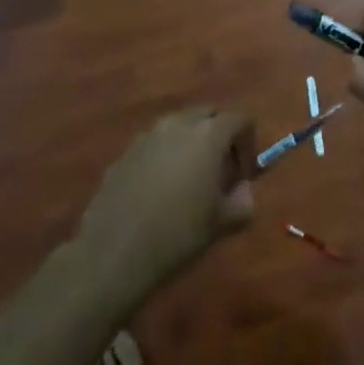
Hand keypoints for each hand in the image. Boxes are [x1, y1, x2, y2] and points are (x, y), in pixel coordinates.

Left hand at [77, 108, 255, 301]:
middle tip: (221, 170)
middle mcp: (179, 124)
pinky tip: (160, 190)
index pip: (240, 118)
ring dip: (192, 143)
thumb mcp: (221, 223)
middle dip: (220, 135)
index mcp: (208, 134)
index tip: (245, 173)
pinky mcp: (126, 151)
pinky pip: (156, 143)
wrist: (114, 250)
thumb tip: (243, 191)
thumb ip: (243, 202)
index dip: (249, 142)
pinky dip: (166, 155)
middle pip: (209, 114)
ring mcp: (148, 135)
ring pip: (180, 126)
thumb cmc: (178, 233)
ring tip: (190, 180)